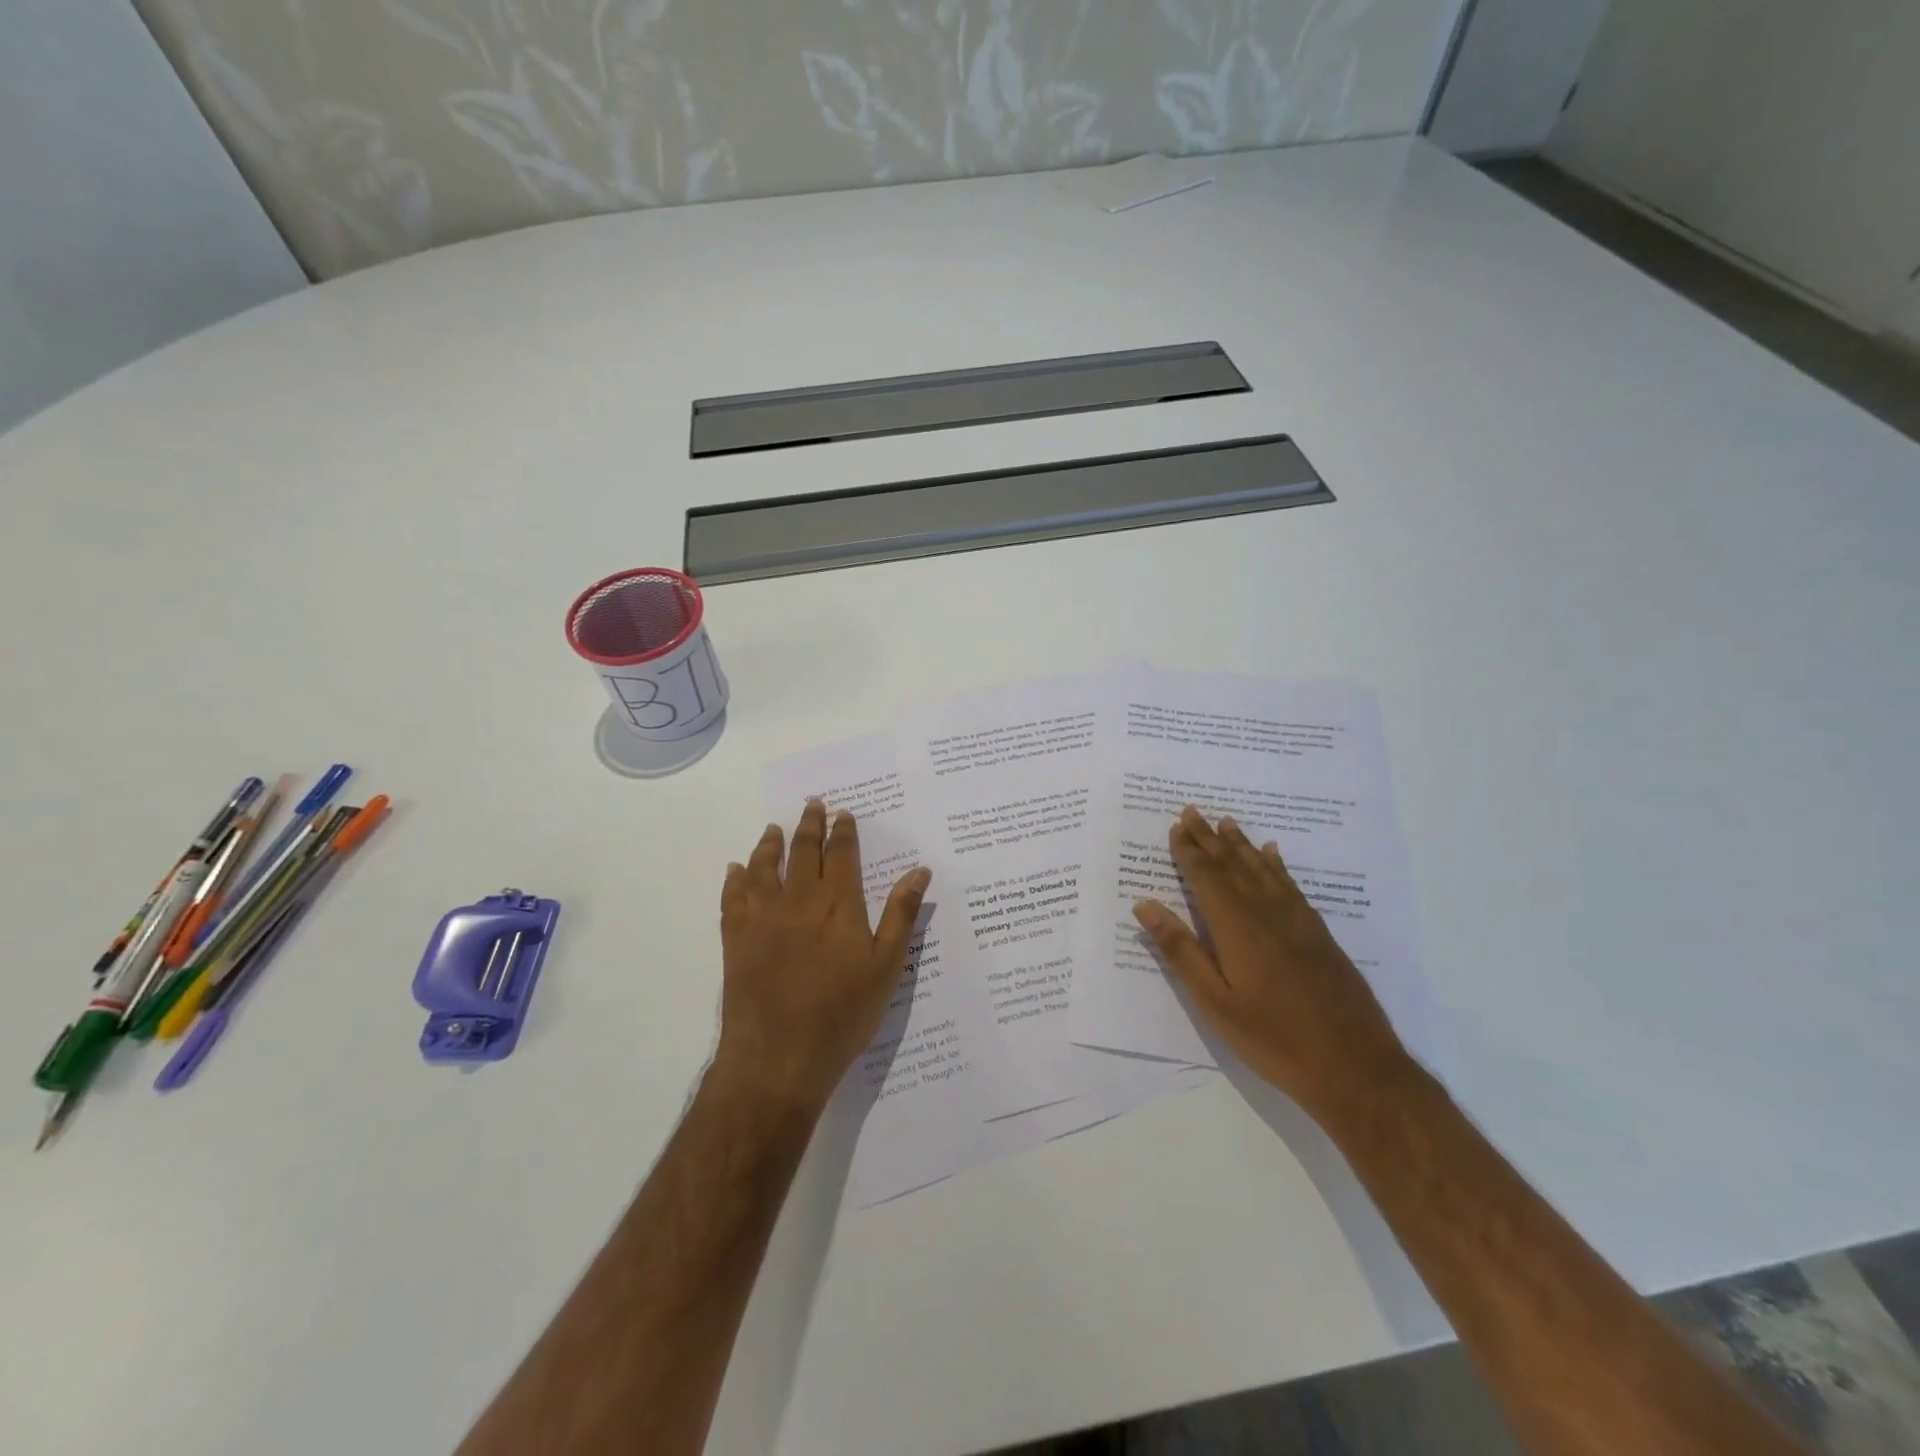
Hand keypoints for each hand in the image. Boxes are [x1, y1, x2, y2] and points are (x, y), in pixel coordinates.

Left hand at [713, 801, 931, 1115]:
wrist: (779, 1057)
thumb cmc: (842, 1013)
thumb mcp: (886, 966)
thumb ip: (901, 915)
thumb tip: (920, 870)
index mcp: (838, 904)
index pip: (841, 854)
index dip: (843, 831)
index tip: (842, 813)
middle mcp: (798, 900)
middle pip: (802, 851)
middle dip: (808, 825)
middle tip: (811, 804)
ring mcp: (762, 918)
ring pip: (764, 867)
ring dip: (770, 844)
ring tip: (773, 828)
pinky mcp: (735, 939)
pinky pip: (732, 898)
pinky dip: (735, 879)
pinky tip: (736, 869)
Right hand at [1132, 806, 1411, 1122]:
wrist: (1356, 1068)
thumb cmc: (1274, 1039)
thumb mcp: (1215, 1002)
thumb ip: (1181, 951)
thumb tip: (1145, 905)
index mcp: (1237, 928)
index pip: (1207, 877)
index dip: (1189, 851)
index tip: (1176, 827)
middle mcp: (1267, 913)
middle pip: (1233, 865)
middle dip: (1210, 838)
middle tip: (1193, 811)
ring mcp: (1298, 922)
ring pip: (1263, 870)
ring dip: (1241, 844)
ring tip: (1227, 822)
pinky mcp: (1319, 934)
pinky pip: (1291, 886)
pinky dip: (1277, 865)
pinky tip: (1272, 854)